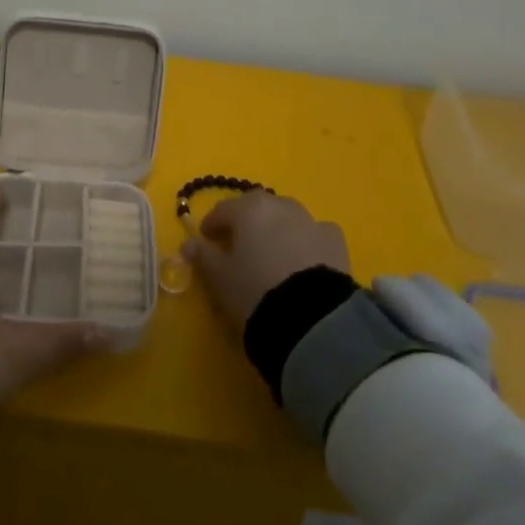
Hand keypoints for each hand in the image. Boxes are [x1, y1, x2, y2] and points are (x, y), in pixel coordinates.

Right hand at [179, 192, 350, 331]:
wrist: (312, 318)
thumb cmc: (254, 291)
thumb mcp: (219, 278)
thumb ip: (202, 256)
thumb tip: (189, 244)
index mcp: (249, 209)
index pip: (222, 210)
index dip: (211, 224)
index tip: (205, 240)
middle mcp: (281, 206)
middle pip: (257, 207)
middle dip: (246, 221)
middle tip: (239, 244)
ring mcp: (311, 221)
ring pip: (288, 216)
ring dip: (277, 228)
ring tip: (272, 253)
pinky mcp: (336, 242)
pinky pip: (315, 234)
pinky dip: (306, 240)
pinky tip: (305, 259)